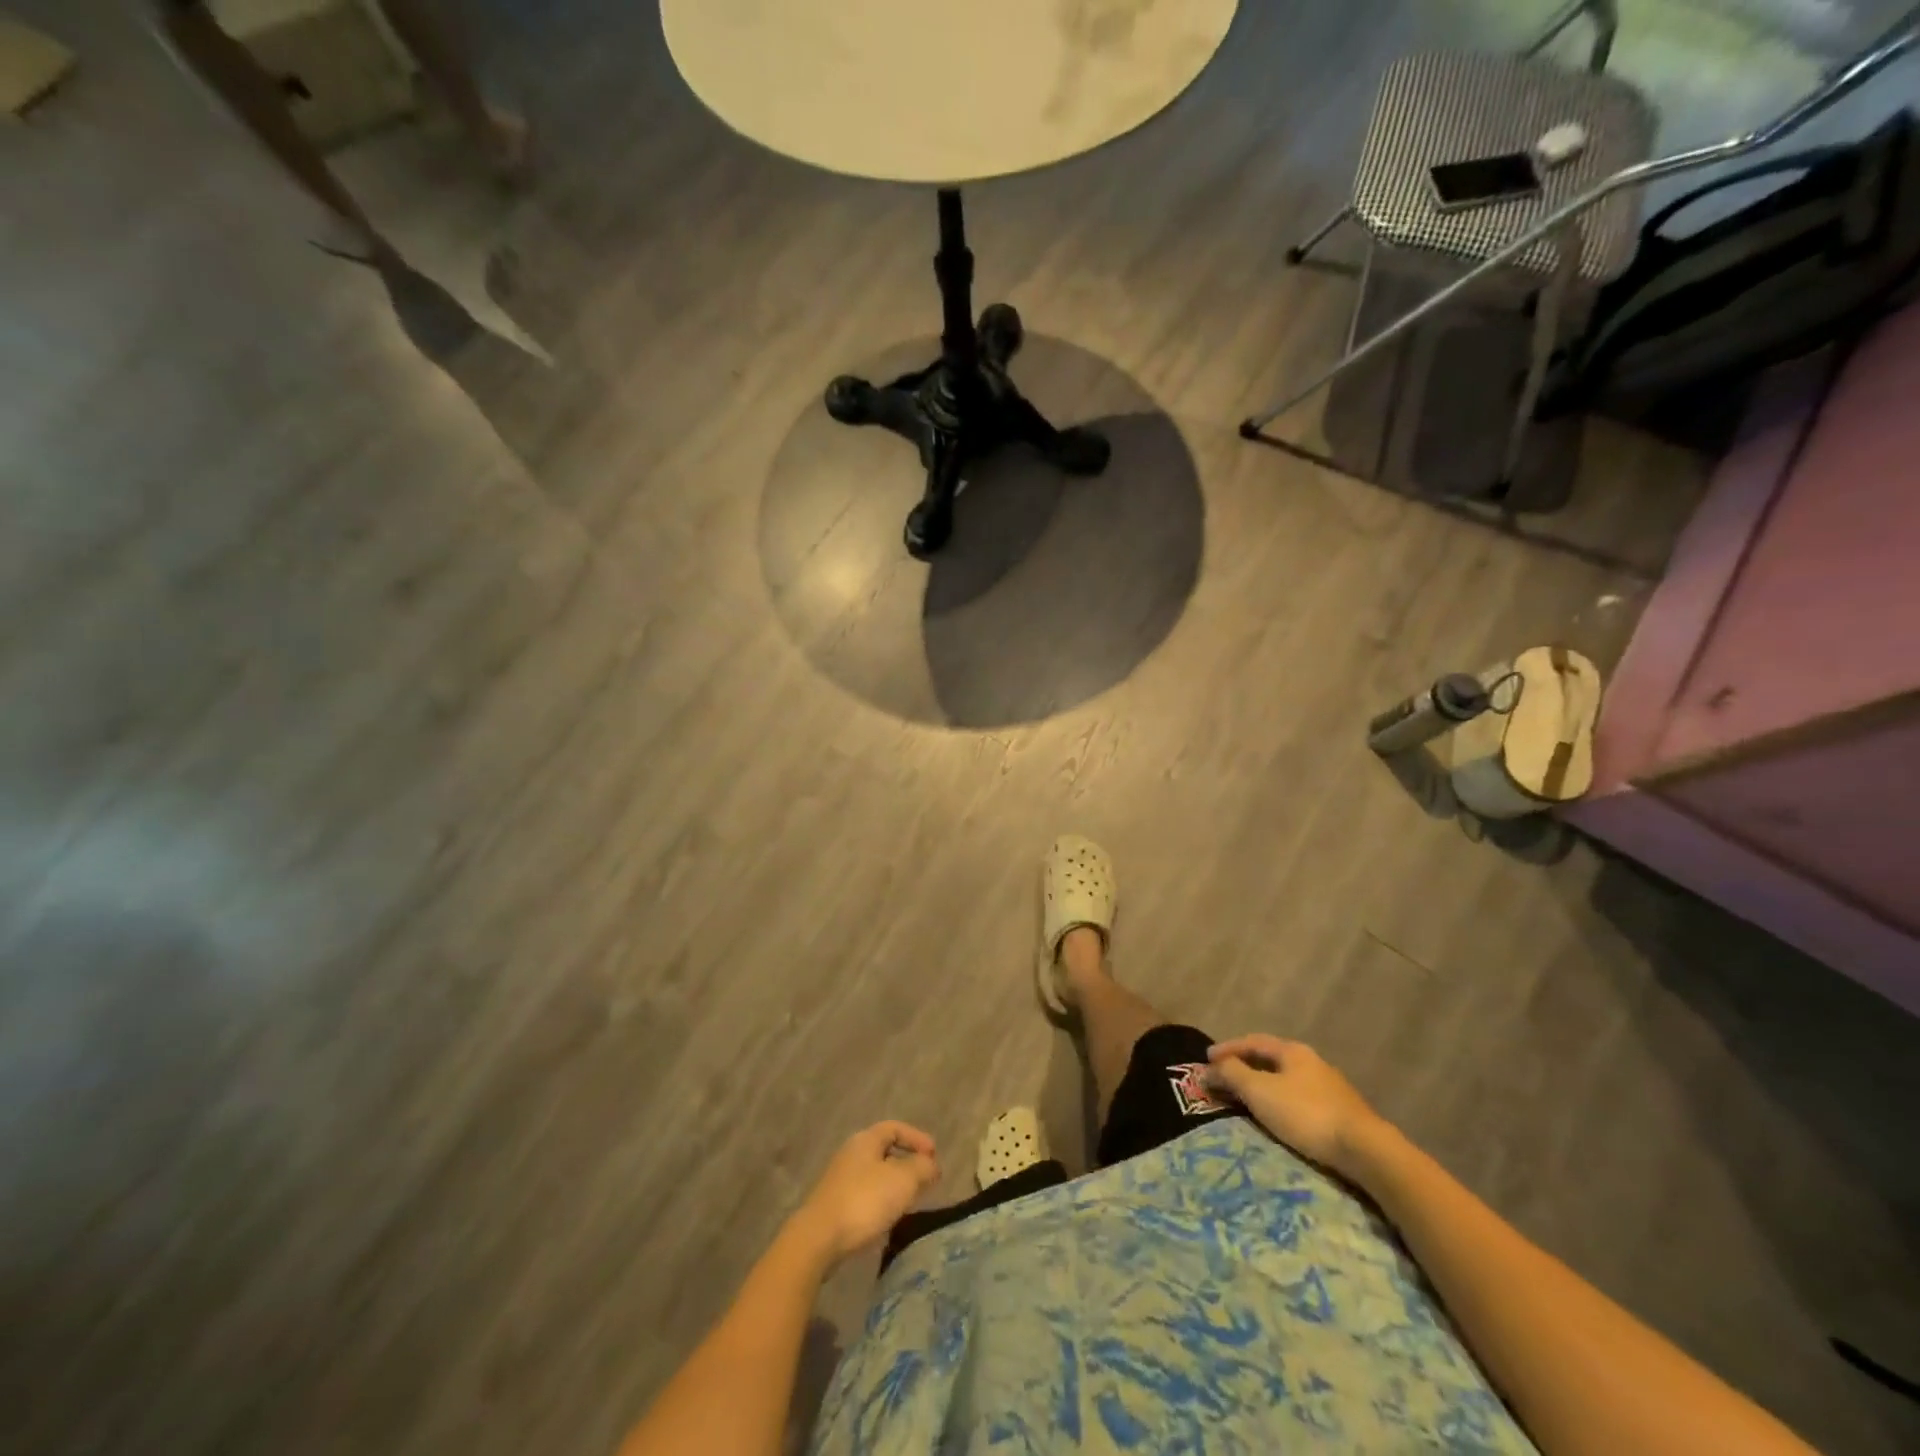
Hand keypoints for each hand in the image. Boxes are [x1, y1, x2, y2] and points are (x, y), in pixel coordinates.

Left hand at [789, 1122, 939, 1263]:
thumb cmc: (864, 1201)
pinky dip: (881, 1201)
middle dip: (907, 1163)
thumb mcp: (903, 1180)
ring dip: (895, 1185)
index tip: (934, 1155)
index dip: (917, 1138)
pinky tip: (888, 1219)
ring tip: (911, 1201)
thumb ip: (922, 1167)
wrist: (818, 1239)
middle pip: (884, 1151)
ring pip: (875, 1175)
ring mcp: (840, 1180)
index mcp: (865, 1140)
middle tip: (926, 1179)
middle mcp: (851, 1154)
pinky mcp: (834, 1205)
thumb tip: (931, 1164)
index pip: (895, 1128)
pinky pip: (865, 1195)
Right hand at [1206, 1035, 1388, 1176]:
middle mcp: (1312, 1062)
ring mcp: (1330, 1087)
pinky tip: (1278, 1115)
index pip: (1253, 1041)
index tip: (1206, 1059)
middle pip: (1271, 1059)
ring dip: (1263, 1085)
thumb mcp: (1260, 1091)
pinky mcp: (1341, 1113)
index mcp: (1293, 1051)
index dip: (1227, 1048)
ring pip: (1287, 1080)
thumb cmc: (1305, 1113)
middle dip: (1245, 1066)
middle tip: (1224, 1077)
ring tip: (1247, 1098)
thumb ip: (1231, 1074)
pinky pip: (1299, 1099)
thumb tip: (1208, 1067)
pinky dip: (1280, 1101)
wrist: (1365, 1150)